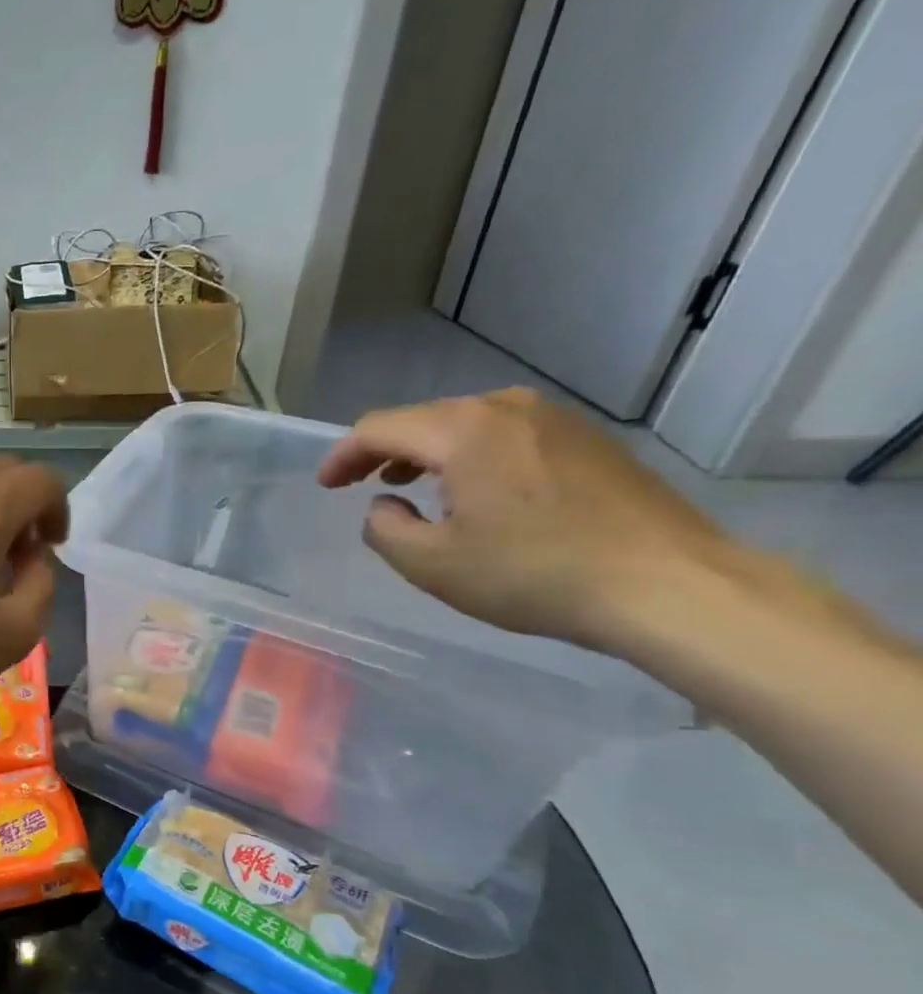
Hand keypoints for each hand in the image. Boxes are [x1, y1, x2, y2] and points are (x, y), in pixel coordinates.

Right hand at [316, 388, 731, 650]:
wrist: (668, 584)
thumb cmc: (534, 573)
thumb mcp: (432, 564)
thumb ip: (385, 530)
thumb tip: (385, 505)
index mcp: (464, 430)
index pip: (380, 427)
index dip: (343, 455)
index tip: (325, 486)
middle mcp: (508, 409)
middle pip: (424, 419)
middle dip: (383, 451)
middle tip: (360, 484)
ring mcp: (556, 420)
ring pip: (468, 425)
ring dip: (429, 452)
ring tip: (412, 485)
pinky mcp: (589, 441)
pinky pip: (508, 437)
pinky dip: (473, 457)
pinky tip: (477, 492)